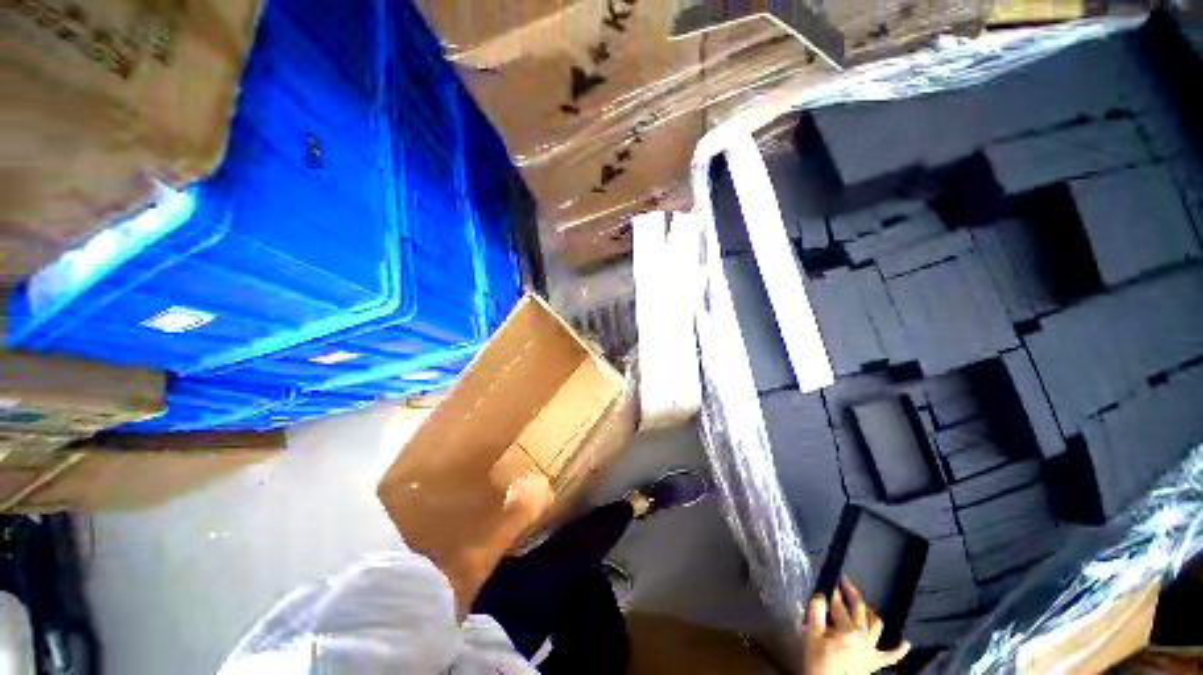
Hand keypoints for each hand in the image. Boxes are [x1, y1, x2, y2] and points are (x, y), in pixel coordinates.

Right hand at [802, 579, 909, 674]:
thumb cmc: (818, 663)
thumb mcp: (811, 636)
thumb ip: (816, 613)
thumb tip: (821, 596)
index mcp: (847, 629)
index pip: (839, 605)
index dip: (834, 593)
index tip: (830, 582)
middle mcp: (863, 636)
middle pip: (859, 609)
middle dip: (852, 593)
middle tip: (846, 582)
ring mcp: (871, 650)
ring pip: (875, 625)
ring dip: (870, 613)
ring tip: (864, 605)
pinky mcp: (874, 663)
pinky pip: (892, 656)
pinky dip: (900, 648)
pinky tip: (906, 641)